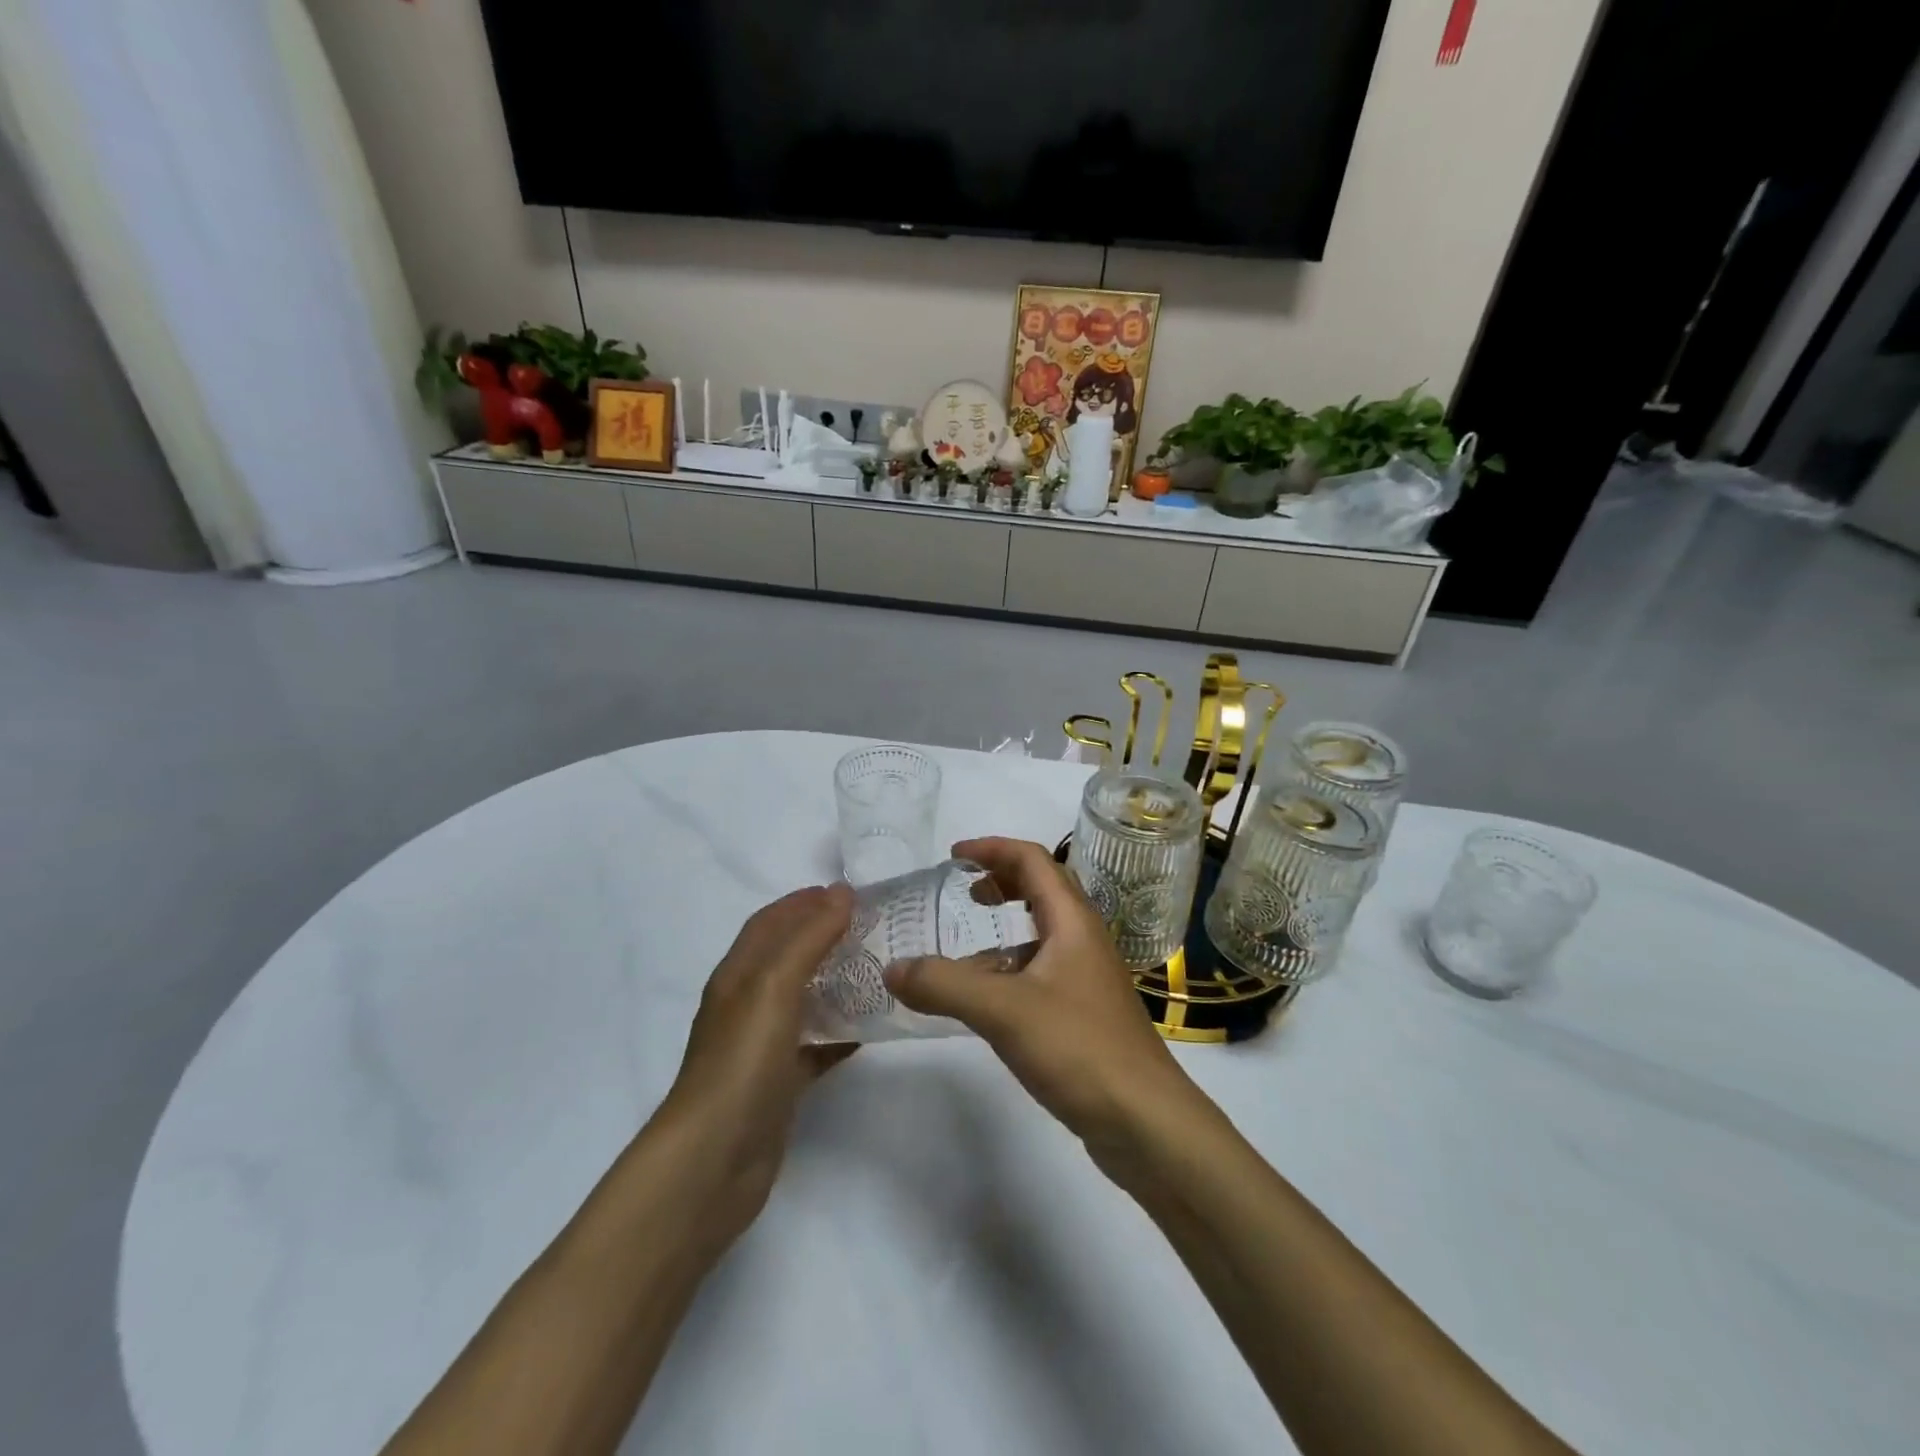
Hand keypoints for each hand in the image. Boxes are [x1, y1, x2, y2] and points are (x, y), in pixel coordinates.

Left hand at [658, 885, 857, 1244]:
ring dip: (835, 981)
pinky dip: (839, 1033)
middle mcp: (746, 1004)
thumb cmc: (742, 1061)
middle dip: (824, 936)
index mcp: (738, 975)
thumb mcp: (774, 987)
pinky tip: (870, 1030)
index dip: (804, 901)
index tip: (849, 893)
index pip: (771, 922)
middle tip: (873, 928)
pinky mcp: (779, 1083)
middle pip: (788, 957)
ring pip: (803, 999)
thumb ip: (809, 938)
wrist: (713, 1161)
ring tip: (878, 970)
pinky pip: (814, 1045)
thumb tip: (841, 892)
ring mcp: (762, 1046)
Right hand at [884, 838, 1201, 1151]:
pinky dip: (1010, 971)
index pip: (1033, 860)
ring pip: (1040, 936)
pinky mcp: (1085, 1013)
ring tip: (962, 952)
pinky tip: (986, 1003)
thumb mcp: (1003, 1010)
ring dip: (1003, 931)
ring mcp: (1088, 977)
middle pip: (1042, 889)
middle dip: (1001, 881)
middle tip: (964, 891)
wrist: (1146, 1121)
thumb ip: (944, 985)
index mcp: (1072, 920)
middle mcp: (1084, 939)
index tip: (953, 855)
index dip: (992, 848)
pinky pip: (1041, 973)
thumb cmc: (1079, 1047)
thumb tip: (892, 969)